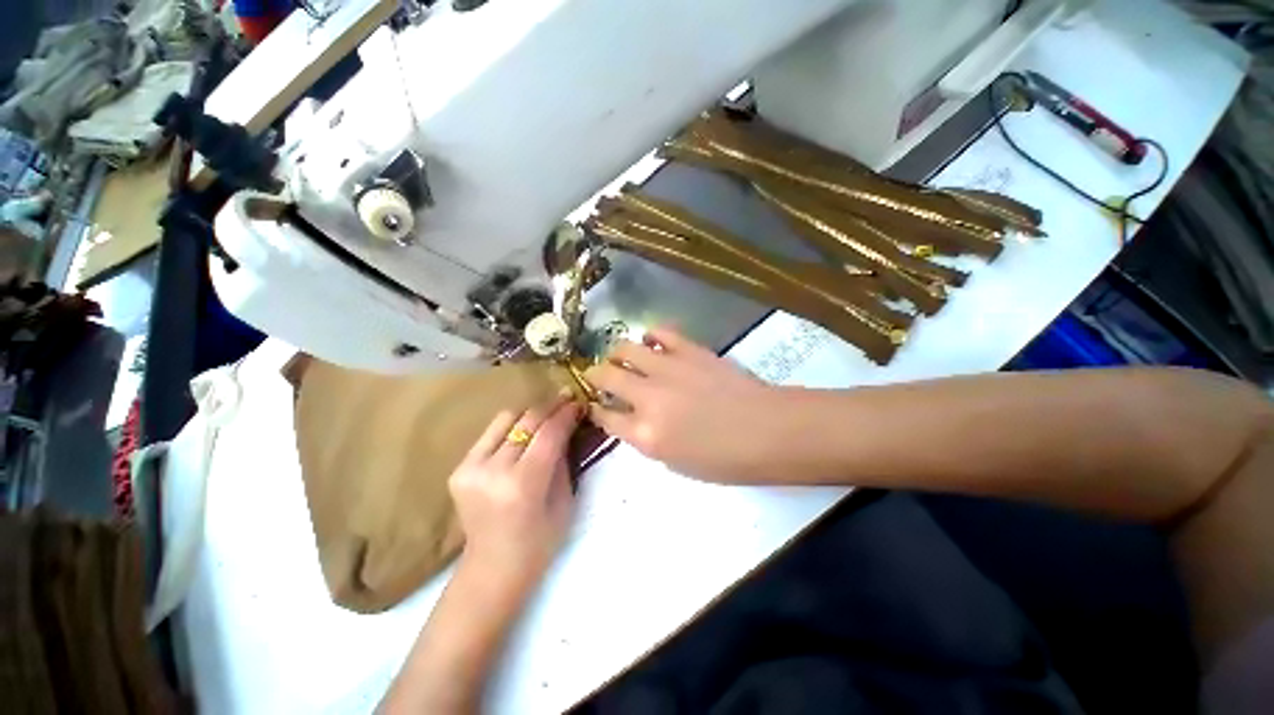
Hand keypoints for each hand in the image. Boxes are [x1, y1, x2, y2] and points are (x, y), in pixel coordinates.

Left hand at [449, 398, 581, 592]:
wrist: (492, 569)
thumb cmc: (539, 542)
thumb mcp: (564, 501)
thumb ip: (563, 460)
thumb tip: (567, 426)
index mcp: (523, 485)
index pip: (549, 434)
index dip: (566, 414)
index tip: (579, 402)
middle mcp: (493, 471)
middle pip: (527, 421)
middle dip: (551, 406)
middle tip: (566, 398)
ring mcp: (470, 468)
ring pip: (506, 419)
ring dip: (530, 413)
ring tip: (547, 413)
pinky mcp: (459, 469)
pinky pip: (491, 434)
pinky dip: (511, 427)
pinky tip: (524, 432)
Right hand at [585, 327, 786, 482]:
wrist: (768, 430)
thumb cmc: (726, 459)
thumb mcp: (677, 464)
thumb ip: (648, 439)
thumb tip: (634, 418)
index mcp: (646, 434)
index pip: (605, 416)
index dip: (596, 410)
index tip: (596, 405)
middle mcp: (649, 398)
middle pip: (606, 377)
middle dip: (595, 376)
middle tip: (600, 377)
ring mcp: (668, 369)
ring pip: (625, 348)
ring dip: (617, 354)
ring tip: (623, 358)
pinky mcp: (688, 350)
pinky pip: (659, 332)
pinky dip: (650, 336)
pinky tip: (653, 344)